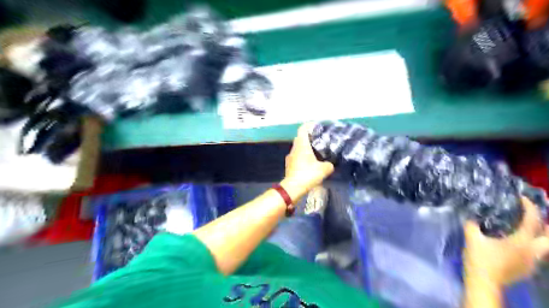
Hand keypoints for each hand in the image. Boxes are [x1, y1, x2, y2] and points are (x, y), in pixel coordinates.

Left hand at [283, 124, 334, 200]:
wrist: (293, 188)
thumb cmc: (308, 174)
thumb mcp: (324, 169)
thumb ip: (329, 165)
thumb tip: (330, 165)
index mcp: (302, 145)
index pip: (303, 129)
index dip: (309, 125)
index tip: (316, 126)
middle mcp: (294, 149)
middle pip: (300, 138)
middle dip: (309, 138)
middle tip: (319, 141)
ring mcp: (290, 157)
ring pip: (298, 149)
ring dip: (306, 149)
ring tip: (316, 153)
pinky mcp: (289, 166)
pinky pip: (297, 157)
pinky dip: (303, 158)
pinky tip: (310, 164)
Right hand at [462, 198, 548, 284]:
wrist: (483, 283)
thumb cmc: (479, 259)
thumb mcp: (472, 238)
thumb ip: (472, 224)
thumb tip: (471, 214)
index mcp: (521, 242)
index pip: (532, 221)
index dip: (529, 207)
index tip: (521, 198)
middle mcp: (532, 251)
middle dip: (546, 224)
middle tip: (535, 215)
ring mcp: (532, 262)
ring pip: (545, 247)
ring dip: (540, 236)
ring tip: (529, 228)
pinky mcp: (527, 269)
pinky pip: (536, 254)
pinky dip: (532, 245)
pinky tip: (520, 244)